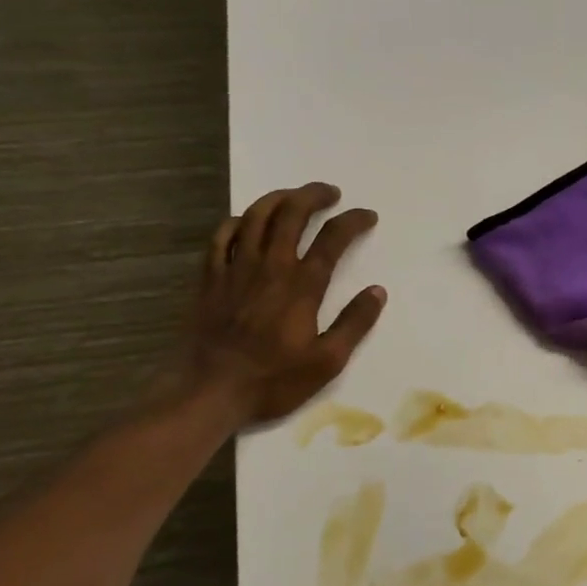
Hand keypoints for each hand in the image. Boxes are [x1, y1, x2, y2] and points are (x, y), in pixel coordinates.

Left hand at [176, 183, 385, 428]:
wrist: (209, 391)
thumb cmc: (273, 380)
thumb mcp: (327, 361)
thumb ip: (355, 323)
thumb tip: (378, 291)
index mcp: (302, 286)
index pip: (333, 239)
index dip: (353, 221)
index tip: (368, 216)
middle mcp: (270, 267)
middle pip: (292, 214)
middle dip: (314, 196)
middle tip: (331, 194)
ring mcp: (236, 269)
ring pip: (256, 216)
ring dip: (278, 198)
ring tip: (293, 196)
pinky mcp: (210, 278)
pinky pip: (223, 236)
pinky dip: (239, 221)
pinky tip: (248, 221)